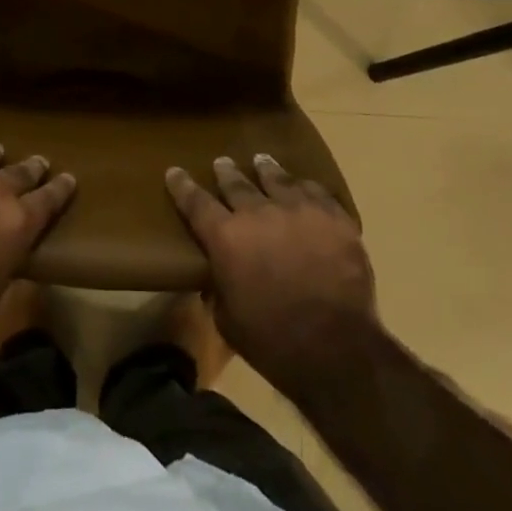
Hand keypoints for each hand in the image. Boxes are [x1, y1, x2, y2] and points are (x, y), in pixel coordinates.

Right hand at [167, 154, 376, 391]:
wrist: (337, 349)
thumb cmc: (274, 342)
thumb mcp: (228, 321)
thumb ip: (219, 290)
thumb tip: (217, 278)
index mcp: (226, 237)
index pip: (196, 202)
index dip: (182, 185)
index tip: (174, 171)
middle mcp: (258, 213)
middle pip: (236, 183)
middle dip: (225, 172)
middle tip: (221, 162)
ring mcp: (299, 210)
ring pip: (277, 179)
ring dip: (265, 169)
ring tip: (261, 161)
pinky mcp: (334, 219)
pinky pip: (316, 192)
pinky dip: (305, 188)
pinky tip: (303, 186)